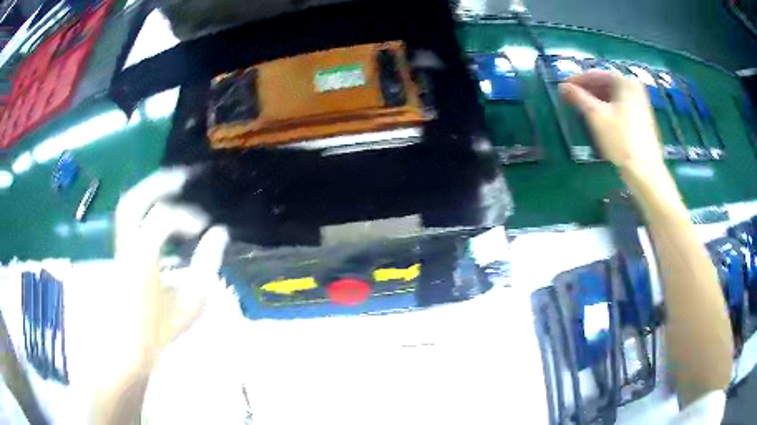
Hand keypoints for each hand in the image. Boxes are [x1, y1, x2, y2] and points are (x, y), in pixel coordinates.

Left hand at [89, 167, 228, 422]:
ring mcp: (119, 247)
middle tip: (184, 177)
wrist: (129, 346)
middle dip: (159, 183)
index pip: (160, 221)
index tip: (205, 226)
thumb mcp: (190, 303)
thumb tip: (219, 233)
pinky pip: (130, 217)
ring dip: (149, 189)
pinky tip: (159, 205)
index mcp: (141, 262)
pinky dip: (145, 204)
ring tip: (173, 184)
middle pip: (133, 201)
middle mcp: (125, 247)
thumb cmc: (160, 329)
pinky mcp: (119, 250)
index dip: (186, 216)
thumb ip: (207, 266)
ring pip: (127, 205)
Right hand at [559, 71, 664, 177]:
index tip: (563, 88)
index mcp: (624, 81)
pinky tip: (599, 117)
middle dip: (587, 90)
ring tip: (582, 108)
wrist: (645, 171)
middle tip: (571, 98)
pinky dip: (608, 107)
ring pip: (613, 95)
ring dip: (596, 99)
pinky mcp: (642, 117)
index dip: (577, 80)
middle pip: (605, 83)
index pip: (595, 74)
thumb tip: (563, 86)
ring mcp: (640, 102)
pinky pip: (621, 105)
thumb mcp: (596, 116)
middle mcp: (634, 87)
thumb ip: (578, 97)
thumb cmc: (621, 140)